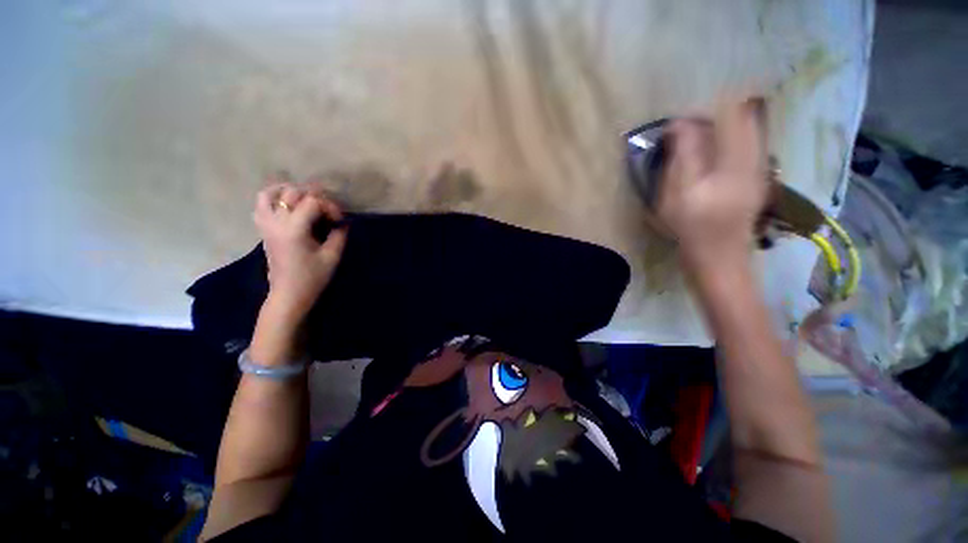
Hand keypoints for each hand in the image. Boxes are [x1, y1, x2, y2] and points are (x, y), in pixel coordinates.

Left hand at [253, 180, 347, 319]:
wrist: (288, 293)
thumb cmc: (312, 277)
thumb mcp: (332, 256)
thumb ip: (339, 235)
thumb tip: (343, 222)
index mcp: (294, 229)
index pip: (312, 202)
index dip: (330, 206)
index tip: (339, 220)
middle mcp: (276, 222)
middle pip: (292, 193)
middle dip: (314, 196)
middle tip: (327, 209)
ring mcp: (265, 224)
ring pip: (270, 193)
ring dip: (289, 191)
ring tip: (305, 198)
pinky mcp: (263, 229)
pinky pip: (261, 204)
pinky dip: (273, 198)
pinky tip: (287, 205)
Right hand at [656, 98, 768, 269]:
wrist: (719, 261)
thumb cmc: (693, 229)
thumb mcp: (678, 194)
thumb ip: (682, 155)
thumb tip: (678, 124)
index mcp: (737, 159)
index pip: (730, 112)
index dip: (703, 109)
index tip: (677, 123)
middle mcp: (756, 157)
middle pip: (743, 116)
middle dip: (713, 114)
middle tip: (685, 131)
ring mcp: (759, 167)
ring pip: (746, 129)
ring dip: (720, 126)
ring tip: (693, 141)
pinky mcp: (756, 177)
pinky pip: (745, 144)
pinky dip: (726, 141)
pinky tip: (707, 157)